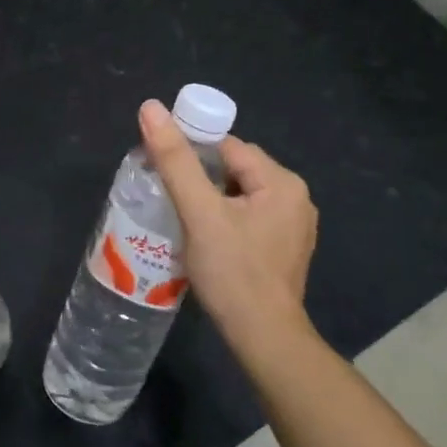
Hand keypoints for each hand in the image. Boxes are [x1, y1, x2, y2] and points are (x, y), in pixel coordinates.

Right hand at [137, 99, 318, 360]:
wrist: (263, 339)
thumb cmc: (233, 272)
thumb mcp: (199, 212)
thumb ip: (175, 160)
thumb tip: (151, 107)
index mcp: (282, 182)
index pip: (228, 147)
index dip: (193, 153)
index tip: (163, 169)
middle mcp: (295, 198)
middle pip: (234, 169)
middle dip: (201, 178)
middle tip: (169, 196)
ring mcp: (293, 226)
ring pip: (239, 195)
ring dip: (211, 200)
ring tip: (182, 217)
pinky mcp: (283, 249)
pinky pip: (248, 218)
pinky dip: (224, 220)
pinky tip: (205, 239)